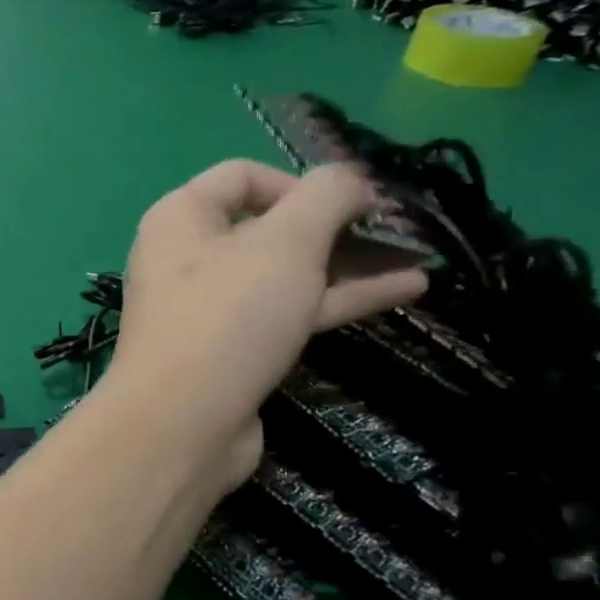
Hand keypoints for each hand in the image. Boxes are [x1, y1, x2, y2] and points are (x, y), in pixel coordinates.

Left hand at [107, 162, 429, 488]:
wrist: (181, 423)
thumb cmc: (228, 316)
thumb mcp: (284, 243)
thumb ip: (324, 198)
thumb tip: (348, 179)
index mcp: (179, 218)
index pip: (241, 176)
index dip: (300, 181)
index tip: (356, 202)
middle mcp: (186, 256)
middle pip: (267, 225)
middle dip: (334, 226)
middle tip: (399, 232)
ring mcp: (207, 305)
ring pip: (284, 272)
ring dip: (348, 263)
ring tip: (420, 259)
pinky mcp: (229, 348)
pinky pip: (286, 310)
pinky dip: (337, 298)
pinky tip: (404, 291)